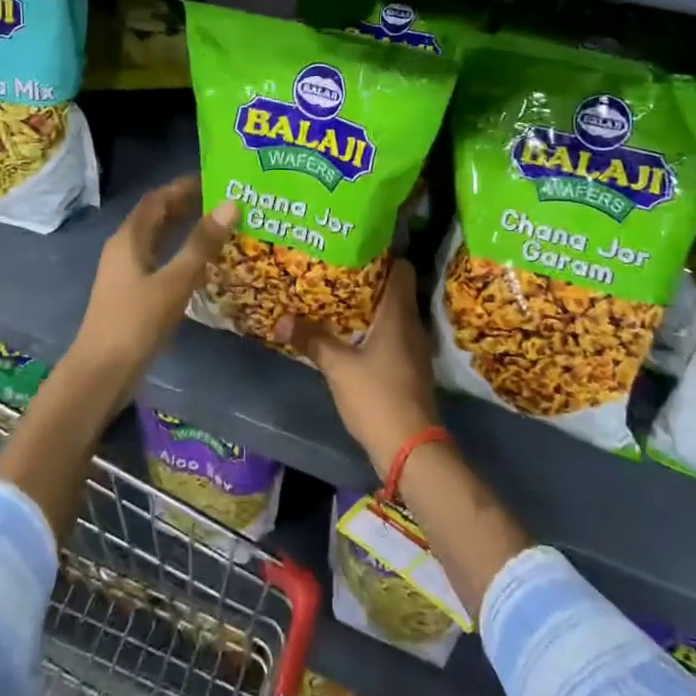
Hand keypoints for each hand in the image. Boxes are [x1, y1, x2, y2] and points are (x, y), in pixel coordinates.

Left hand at [72, 176, 235, 379]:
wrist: (101, 373)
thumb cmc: (136, 322)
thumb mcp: (175, 281)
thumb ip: (202, 243)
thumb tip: (230, 203)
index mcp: (129, 239)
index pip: (157, 199)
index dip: (183, 187)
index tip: (214, 179)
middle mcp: (124, 249)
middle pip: (155, 217)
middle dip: (186, 206)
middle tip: (222, 202)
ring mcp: (125, 273)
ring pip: (157, 240)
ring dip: (183, 230)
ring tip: (217, 228)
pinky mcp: (130, 294)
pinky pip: (157, 261)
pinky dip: (178, 254)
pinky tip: (200, 265)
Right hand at [278, 257, 440, 473]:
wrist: (411, 448)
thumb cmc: (377, 397)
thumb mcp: (338, 367)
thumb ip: (312, 340)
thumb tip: (281, 320)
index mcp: (399, 314)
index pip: (402, 268)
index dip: (383, 254)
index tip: (356, 247)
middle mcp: (412, 324)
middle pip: (395, 289)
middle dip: (369, 278)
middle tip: (337, 269)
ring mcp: (414, 347)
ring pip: (393, 312)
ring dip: (370, 305)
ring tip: (339, 297)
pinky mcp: (410, 367)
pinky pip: (393, 334)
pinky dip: (374, 328)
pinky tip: (351, 333)